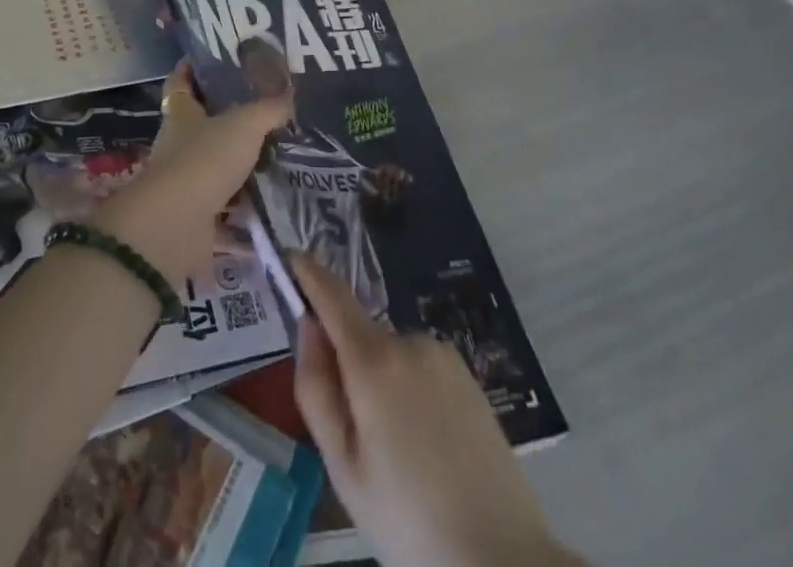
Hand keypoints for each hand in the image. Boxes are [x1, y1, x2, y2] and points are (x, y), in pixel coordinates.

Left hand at [95, 62, 290, 286]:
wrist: (176, 226)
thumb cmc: (205, 159)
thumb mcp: (244, 125)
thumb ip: (268, 109)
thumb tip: (290, 94)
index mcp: (181, 115)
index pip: (180, 83)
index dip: (190, 70)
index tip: (207, 59)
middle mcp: (178, 146)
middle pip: (199, 126)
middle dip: (226, 121)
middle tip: (263, 112)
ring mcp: (185, 183)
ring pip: (214, 169)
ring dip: (238, 168)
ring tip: (277, 158)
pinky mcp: (195, 219)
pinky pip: (225, 213)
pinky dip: (245, 215)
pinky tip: (273, 209)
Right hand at [291, 254, 582, 566]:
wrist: (503, 561)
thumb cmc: (409, 521)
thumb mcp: (343, 466)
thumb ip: (316, 389)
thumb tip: (308, 325)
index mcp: (374, 360)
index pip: (331, 294)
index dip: (307, 272)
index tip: (288, 257)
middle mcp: (410, 341)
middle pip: (360, 335)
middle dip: (348, 368)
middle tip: (357, 440)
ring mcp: (444, 355)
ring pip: (391, 357)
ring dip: (382, 385)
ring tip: (400, 456)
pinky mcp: (469, 375)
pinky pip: (420, 369)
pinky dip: (411, 393)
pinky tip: (429, 450)